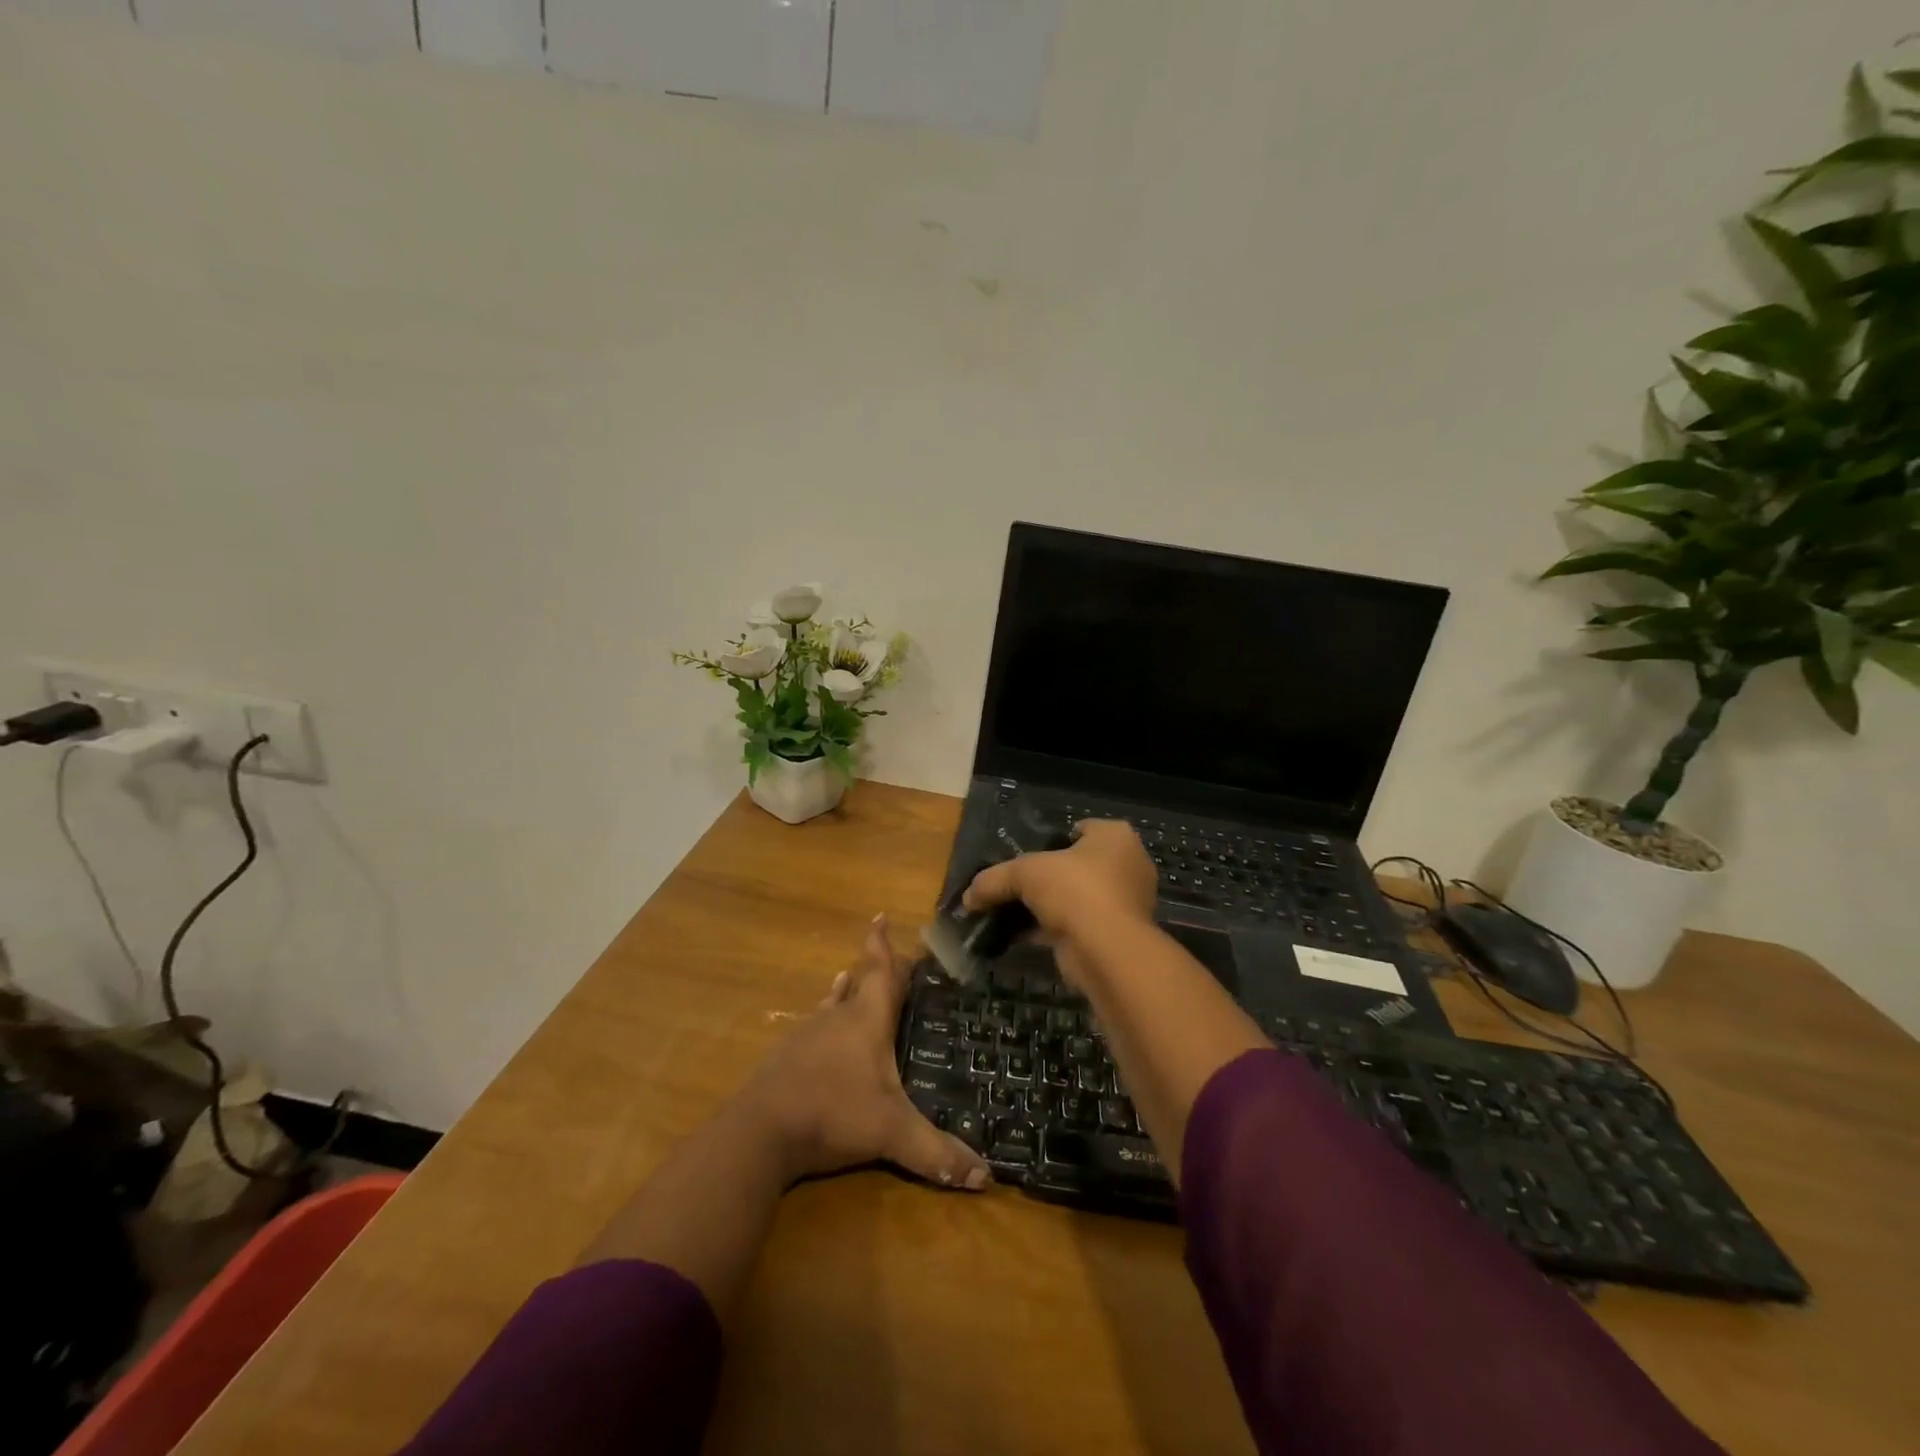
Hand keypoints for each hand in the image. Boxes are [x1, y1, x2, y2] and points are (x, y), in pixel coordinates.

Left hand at [736, 915, 990, 1190]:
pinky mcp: (787, 1057)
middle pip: (858, 982)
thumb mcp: (891, 1134)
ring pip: (832, 1003)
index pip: (881, 972)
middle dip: (873, 968)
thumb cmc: (833, 1113)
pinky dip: (825, 1020)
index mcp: (867, 1020)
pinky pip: (814, 1027)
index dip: (883, 945)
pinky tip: (821, 1030)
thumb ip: (937, 1153)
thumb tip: (987, 1177)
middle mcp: (838, 1018)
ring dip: (844, 991)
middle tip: (886, 958)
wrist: (761, 1131)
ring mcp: (808, 1035)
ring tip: (848, 980)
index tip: (880, 916)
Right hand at [962, 820, 1157, 987]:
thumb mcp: (1025, 873)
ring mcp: (1123, 903)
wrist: (1107, 950)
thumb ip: (995, 879)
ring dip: (1046, 906)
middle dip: (1046, 876)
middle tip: (1015, 883)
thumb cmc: (1075, 890)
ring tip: (1010, 911)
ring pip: (1074, 897)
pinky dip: (1049, 929)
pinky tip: (1018, 936)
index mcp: (1115, 837)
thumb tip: (968, 896)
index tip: (1025, 852)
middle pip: (1075, 865)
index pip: (1080, 829)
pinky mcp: (1114, 935)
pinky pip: (1075, 924)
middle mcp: (1126, 865)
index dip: (1052, 839)